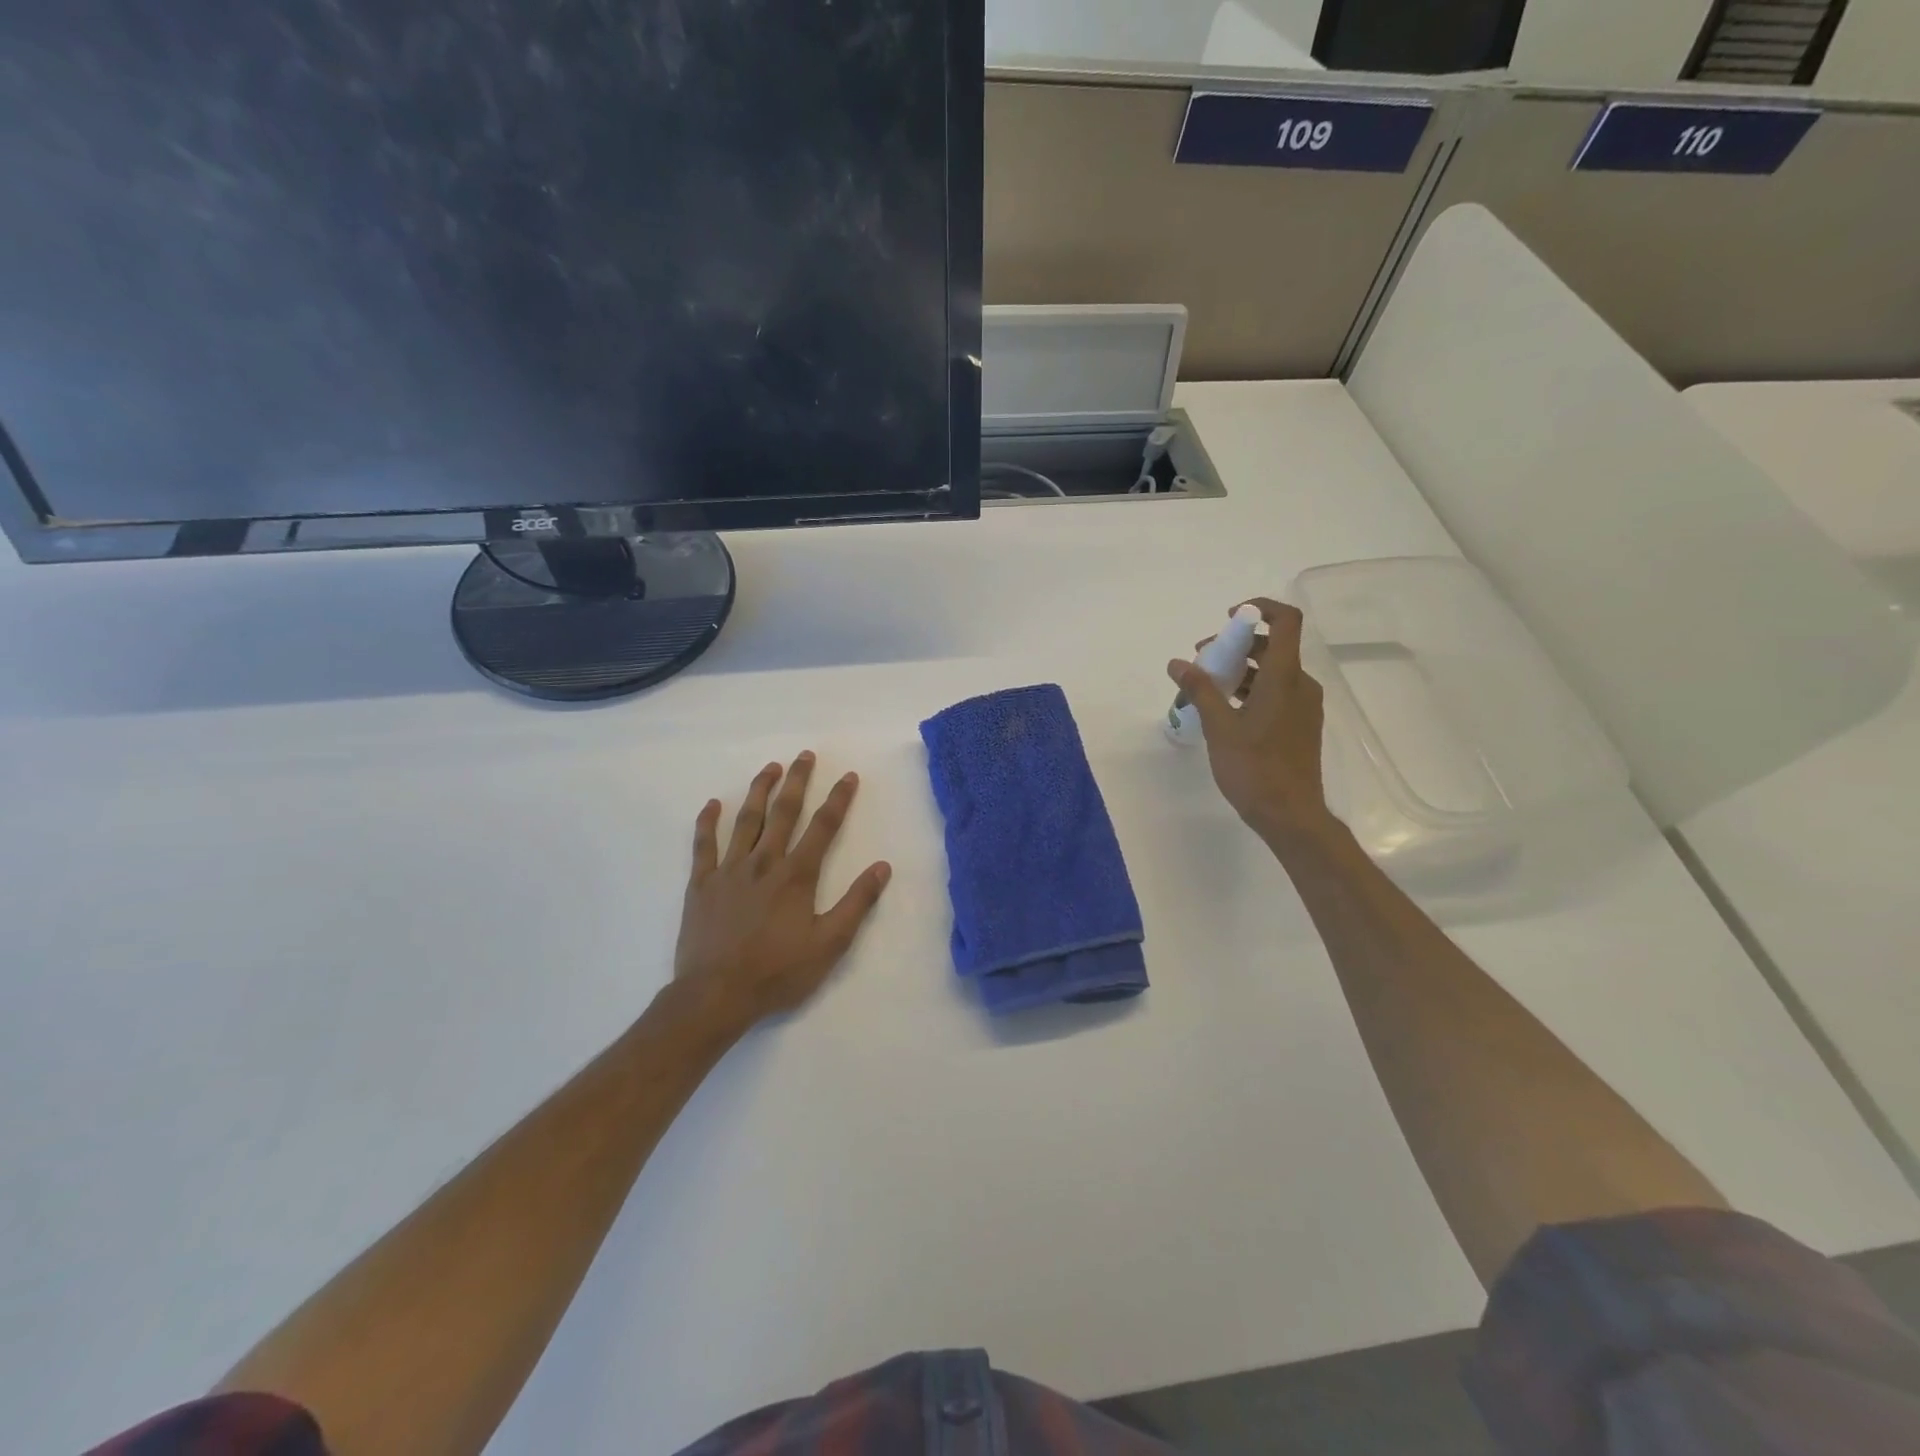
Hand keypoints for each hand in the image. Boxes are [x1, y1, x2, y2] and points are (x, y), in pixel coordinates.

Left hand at [672, 753, 891, 1036]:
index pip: (823, 827)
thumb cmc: (777, 972)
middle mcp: (764, 862)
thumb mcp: (829, 944)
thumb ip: (856, 903)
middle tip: (804, 756)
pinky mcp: (702, 884)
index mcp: (796, 875)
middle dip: (797, 781)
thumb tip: (881, 867)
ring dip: (759, 791)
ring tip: (770, 767)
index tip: (848, 776)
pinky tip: (713, 803)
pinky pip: (703, 845)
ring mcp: (729, 870)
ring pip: (746, 820)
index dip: (838, 799)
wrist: (715, 995)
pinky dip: (707, 822)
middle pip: (783, 812)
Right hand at [1168, 598, 1333, 845]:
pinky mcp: (1299, 724)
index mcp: (1285, 678)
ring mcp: (1303, 706)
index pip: (1285, 621)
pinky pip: (1276, 692)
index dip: (1260, 609)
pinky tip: (1224, 709)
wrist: (1290, 815)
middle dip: (1236, 645)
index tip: (1229, 618)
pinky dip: (1251, 689)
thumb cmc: (1254, 769)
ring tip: (1206, 687)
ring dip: (1240, 669)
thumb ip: (1200, 690)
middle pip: (1273, 647)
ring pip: (1272, 671)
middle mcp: (1300, 684)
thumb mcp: (1219, 727)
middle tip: (1202, 660)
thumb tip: (1177, 663)